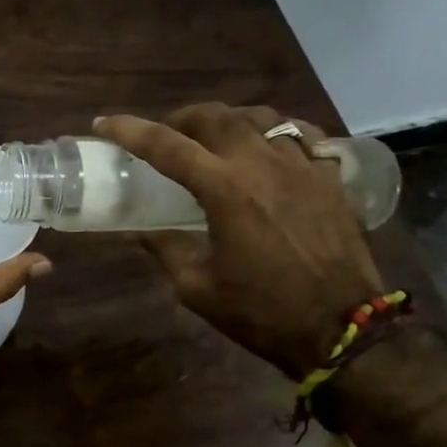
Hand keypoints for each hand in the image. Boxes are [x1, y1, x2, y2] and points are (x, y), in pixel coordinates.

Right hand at [97, 104, 382, 379]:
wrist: (344, 330)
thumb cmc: (262, 312)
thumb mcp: (197, 288)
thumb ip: (164, 250)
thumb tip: (135, 233)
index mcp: (225, 190)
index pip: (166, 146)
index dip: (129, 130)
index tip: (103, 123)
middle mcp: (263, 165)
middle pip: (215, 117)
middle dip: (181, 118)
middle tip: (165, 134)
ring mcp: (302, 167)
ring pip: (260, 117)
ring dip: (227, 119)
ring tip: (214, 136)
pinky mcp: (330, 179)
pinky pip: (302, 135)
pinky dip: (276, 131)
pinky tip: (268, 144)